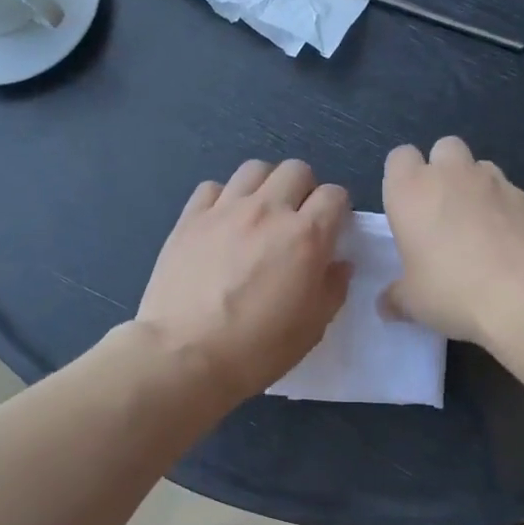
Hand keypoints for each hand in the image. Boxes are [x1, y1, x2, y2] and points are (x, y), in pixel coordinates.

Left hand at [136, 159, 351, 404]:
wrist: (184, 355)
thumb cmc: (257, 349)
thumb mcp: (312, 327)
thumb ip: (332, 288)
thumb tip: (339, 263)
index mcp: (305, 236)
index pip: (335, 195)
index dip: (338, 210)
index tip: (331, 231)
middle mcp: (267, 211)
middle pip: (296, 170)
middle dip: (304, 190)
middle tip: (296, 221)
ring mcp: (225, 210)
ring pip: (254, 169)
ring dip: (265, 186)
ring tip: (260, 214)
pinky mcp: (190, 218)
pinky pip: (213, 187)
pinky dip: (224, 198)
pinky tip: (222, 223)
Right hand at [383, 136, 523, 342]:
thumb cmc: (453, 290)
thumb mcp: (413, 303)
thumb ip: (396, 297)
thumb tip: (387, 304)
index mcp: (411, 191)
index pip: (399, 157)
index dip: (402, 177)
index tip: (407, 208)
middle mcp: (452, 175)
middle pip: (444, 148)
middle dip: (443, 170)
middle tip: (443, 211)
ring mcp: (496, 182)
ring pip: (481, 167)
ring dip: (476, 187)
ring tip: (479, 228)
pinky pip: (512, 195)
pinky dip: (507, 211)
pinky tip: (510, 245)